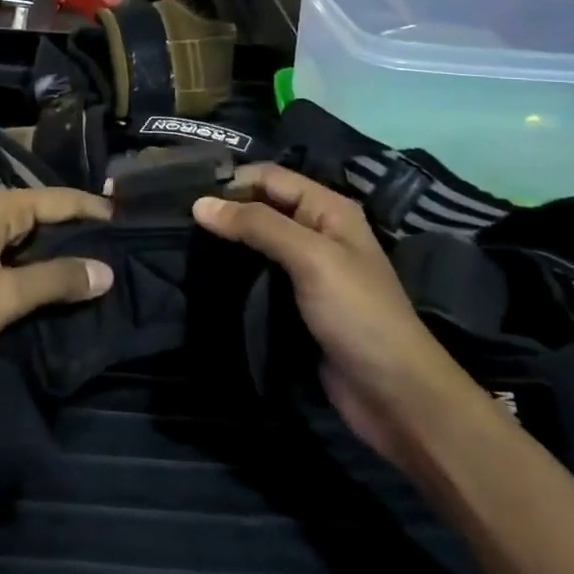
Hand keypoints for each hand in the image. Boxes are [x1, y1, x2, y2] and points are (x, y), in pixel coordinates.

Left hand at [0, 187, 112, 386]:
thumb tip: (106, 271)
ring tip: (99, 262)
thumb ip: (56, 280)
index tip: (131, 220)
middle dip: (80, 228)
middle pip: (43, 212)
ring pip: (27, 233)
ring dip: (59, 247)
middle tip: (122, 245)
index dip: (94, 209)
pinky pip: (11, 250)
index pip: (58, 199)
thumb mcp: (3, 297)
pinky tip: (55, 279)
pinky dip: (36, 261)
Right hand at [193, 165, 476, 464]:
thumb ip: (257, 225)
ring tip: (183, 244)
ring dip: (227, 241)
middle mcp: (318, 231)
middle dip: (225, 210)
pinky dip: (235, 271)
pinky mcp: (297, 302)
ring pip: (258, 241)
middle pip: (262, 206)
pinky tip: (206, 274)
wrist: (396, 396)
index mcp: (329, 209)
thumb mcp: (310, 258)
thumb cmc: (358, 314)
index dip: (231, 182)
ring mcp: (308, 269)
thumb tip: (200, 203)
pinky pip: (260, 274)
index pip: (269, 177)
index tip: (186, 196)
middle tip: (177, 221)